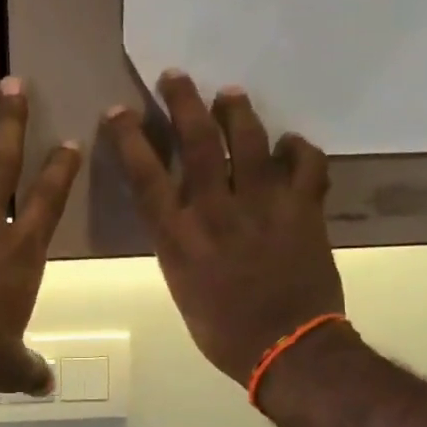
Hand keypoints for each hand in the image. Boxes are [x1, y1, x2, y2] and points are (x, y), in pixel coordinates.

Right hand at [103, 71, 347, 385]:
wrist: (288, 349)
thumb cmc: (224, 331)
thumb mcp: (182, 288)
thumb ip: (179, 245)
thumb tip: (184, 215)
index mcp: (179, 237)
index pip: (146, 175)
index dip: (129, 138)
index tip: (118, 112)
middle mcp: (217, 211)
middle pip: (197, 142)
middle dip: (182, 102)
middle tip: (176, 76)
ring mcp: (264, 205)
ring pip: (250, 141)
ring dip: (237, 111)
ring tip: (229, 95)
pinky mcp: (303, 208)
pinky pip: (307, 164)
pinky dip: (299, 149)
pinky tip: (290, 145)